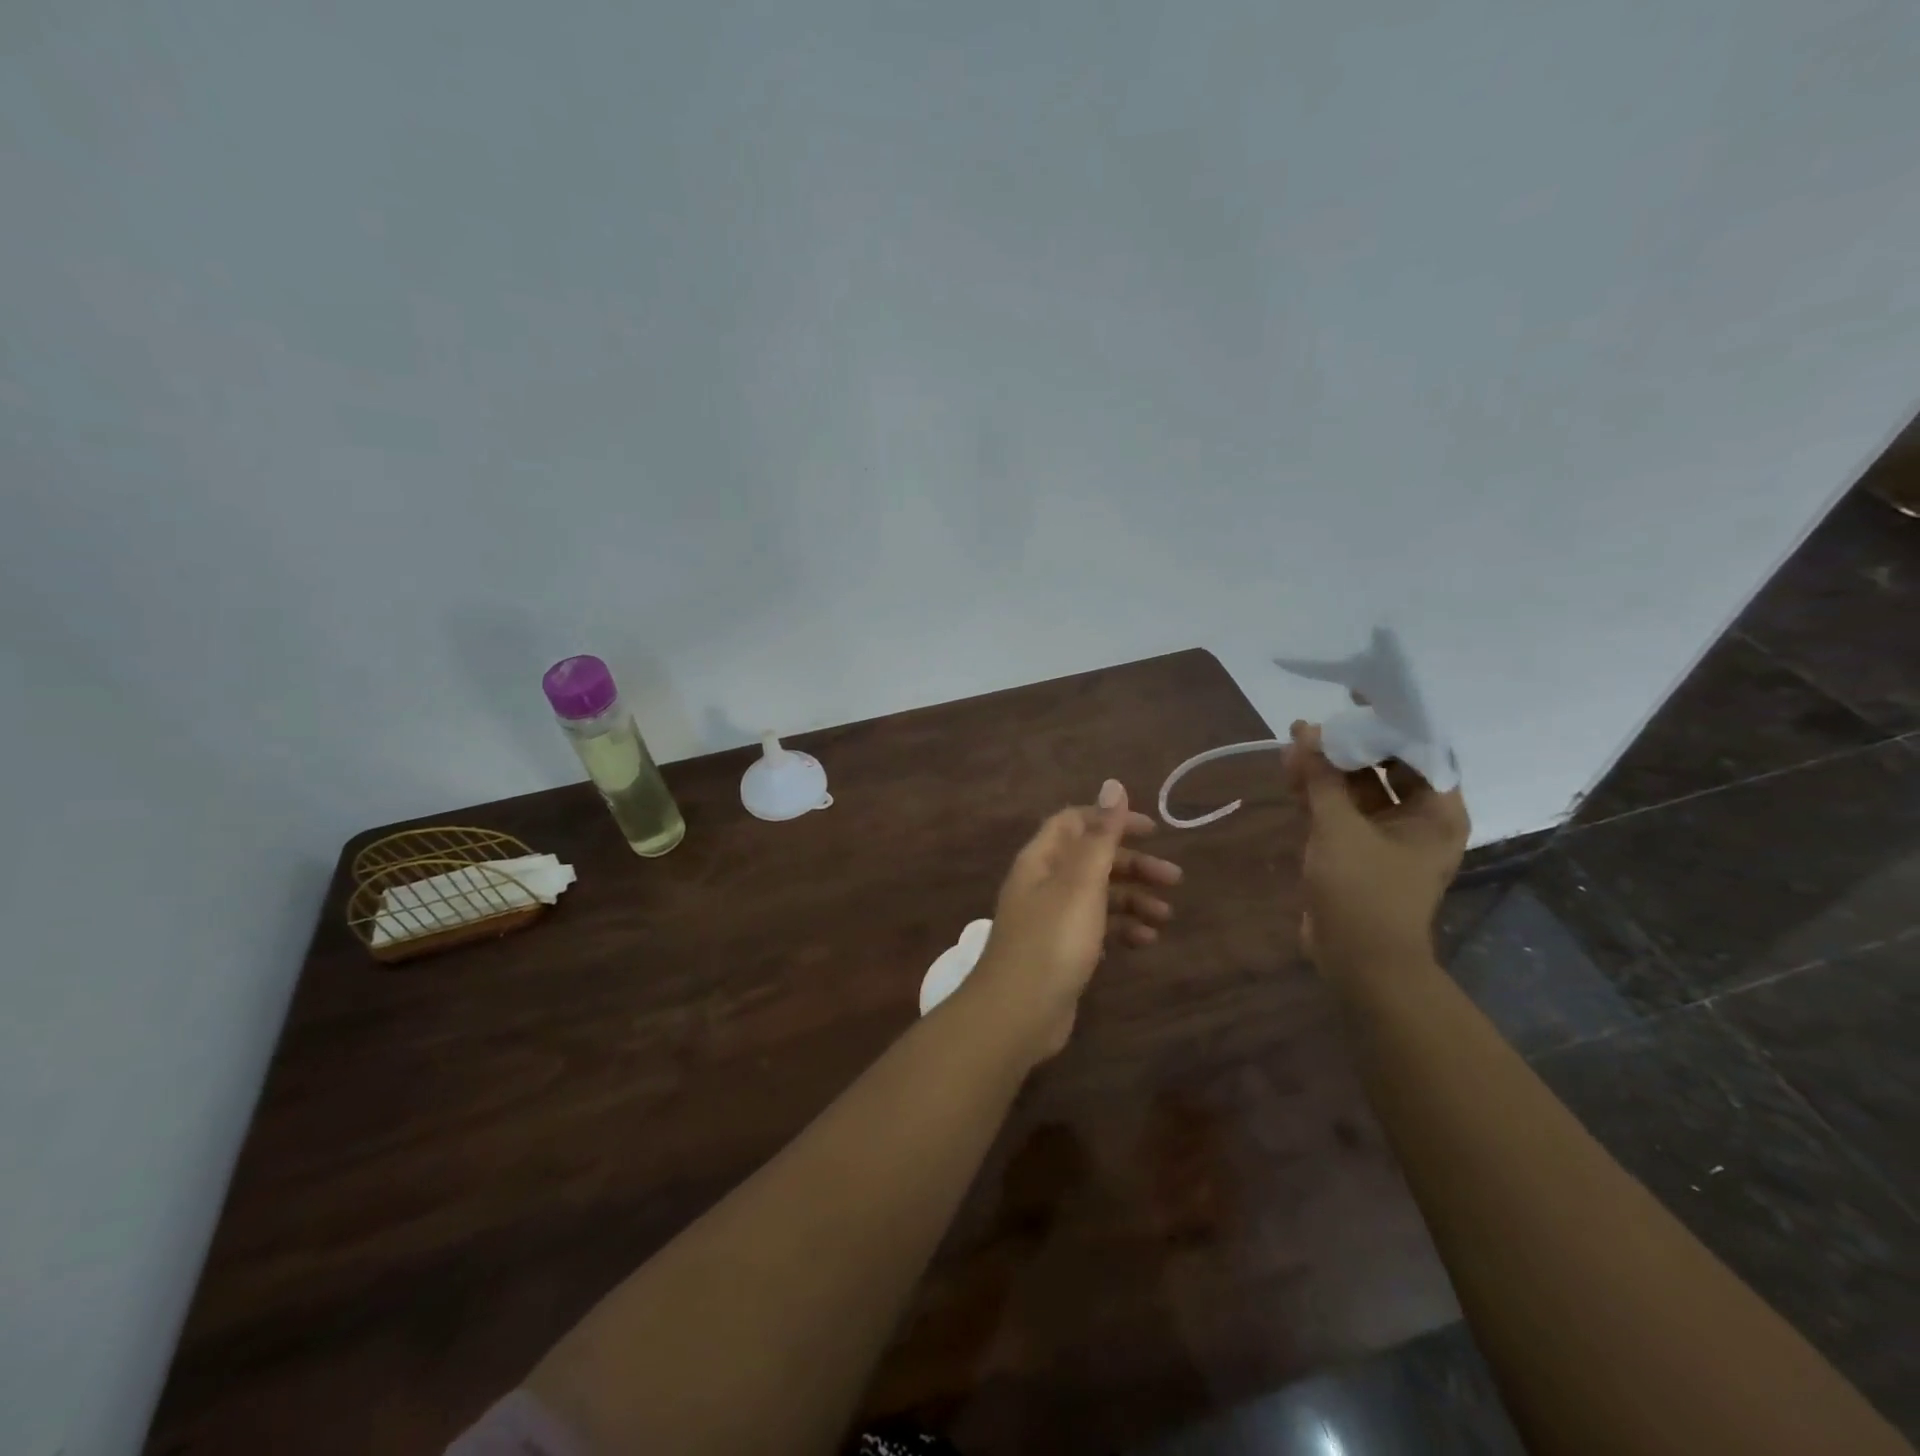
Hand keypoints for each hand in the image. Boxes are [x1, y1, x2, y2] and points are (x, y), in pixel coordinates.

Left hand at [963, 779, 1181, 1060]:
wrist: (1018, 1013)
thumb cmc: (1052, 940)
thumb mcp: (1081, 883)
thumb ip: (1100, 835)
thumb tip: (1113, 784)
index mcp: (1042, 859)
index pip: (1075, 822)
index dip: (1111, 820)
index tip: (1152, 830)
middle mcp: (1043, 883)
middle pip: (1092, 860)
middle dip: (1133, 865)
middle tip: (1175, 879)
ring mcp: (1050, 919)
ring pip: (1097, 896)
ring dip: (1132, 900)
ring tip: (1165, 918)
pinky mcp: (1060, 951)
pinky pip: (1095, 929)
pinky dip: (1120, 930)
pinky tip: (1144, 943)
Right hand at [1284, 720, 1469, 982]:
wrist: (1358, 960)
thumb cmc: (1363, 891)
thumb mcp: (1339, 828)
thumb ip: (1322, 777)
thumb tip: (1306, 731)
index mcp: (1437, 812)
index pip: (1420, 750)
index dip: (1390, 722)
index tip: (1355, 700)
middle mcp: (1418, 819)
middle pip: (1386, 766)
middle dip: (1348, 746)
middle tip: (1312, 727)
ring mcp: (1386, 835)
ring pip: (1358, 788)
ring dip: (1327, 769)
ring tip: (1291, 748)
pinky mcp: (1358, 850)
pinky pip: (1341, 810)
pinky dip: (1319, 793)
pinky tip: (1290, 776)